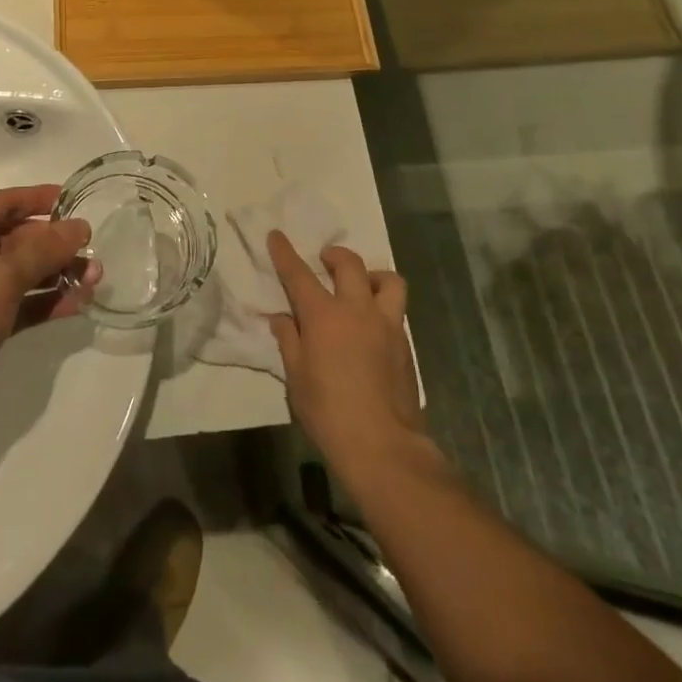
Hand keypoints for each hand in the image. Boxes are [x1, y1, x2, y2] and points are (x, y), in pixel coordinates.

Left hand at [0, 185, 93, 435]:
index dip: (44, 200)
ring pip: (25, 271)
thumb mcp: (3, 275)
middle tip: (96, 251)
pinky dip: (47, 301)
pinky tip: (79, 303)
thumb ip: (45, 249)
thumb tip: (81, 226)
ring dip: (58, 274)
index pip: (10, 201)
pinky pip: (23, 301)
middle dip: (59, 244)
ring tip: (97, 278)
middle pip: (22, 237)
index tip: (81, 202)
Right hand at [267, 232, 424, 476]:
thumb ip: (289, 340)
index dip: (285, 253)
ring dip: (372, 276)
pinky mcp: (405, 344)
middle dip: (334, 255)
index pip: (299, 274)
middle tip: (325, 260)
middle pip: (349, 264)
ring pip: (388, 280)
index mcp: (323, 316)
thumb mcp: (296, 377)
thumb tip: (281, 317)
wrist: (382, 445)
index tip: (276, 235)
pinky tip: (373, 327)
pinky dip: (384, 307)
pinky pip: (396, 311)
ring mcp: (386, 324)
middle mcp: (357, 310)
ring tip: (362, 286)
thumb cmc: (328, 412)